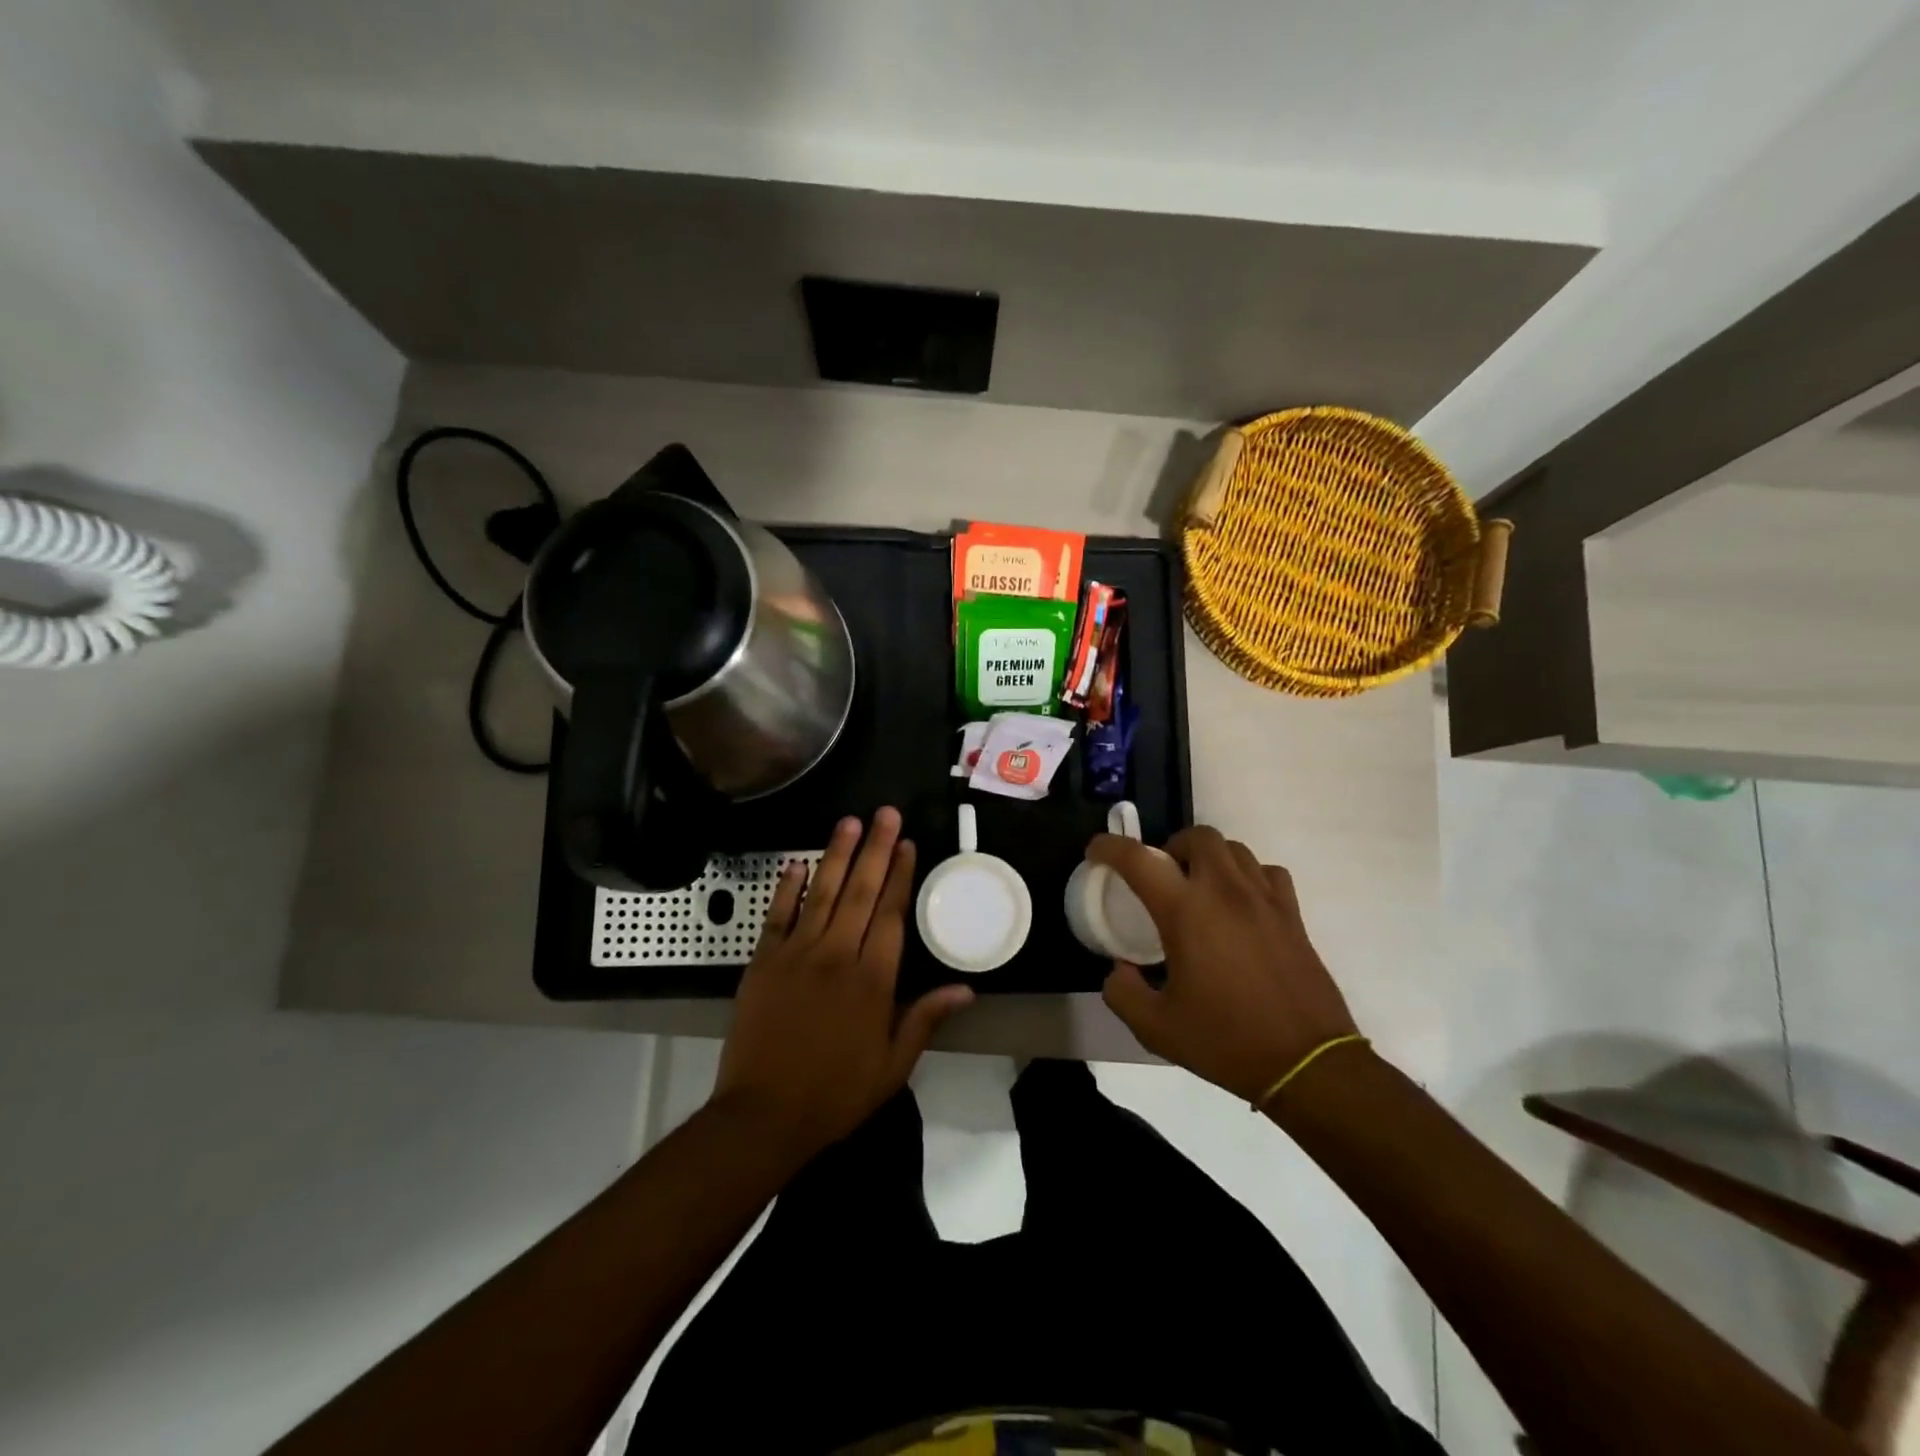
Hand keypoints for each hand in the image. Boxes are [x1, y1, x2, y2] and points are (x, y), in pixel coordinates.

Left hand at [712, 807, 973, 1155]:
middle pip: (861, 892)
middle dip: (877, 850)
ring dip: (837, 855)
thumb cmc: (835, 1093)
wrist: (763, 1116)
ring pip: (822, 893)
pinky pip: (777, 916)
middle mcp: (837, 956)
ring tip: (850, 822)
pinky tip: (797, 863)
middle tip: (886, 813)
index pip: (892, 915)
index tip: (908, 844)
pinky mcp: (763, 962)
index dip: (901, 876)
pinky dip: (786, 888)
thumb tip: (966, 988)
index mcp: (873, 980)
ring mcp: (797, 955)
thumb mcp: (892, 1065)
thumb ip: (925, 1019)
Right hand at [1088, 825, 1359, 1103]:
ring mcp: (1264, 899)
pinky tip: (1240, 902)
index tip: (1096, 851)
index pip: (1138, 859)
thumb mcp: (1156, 1028)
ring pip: (1234, 848)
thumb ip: (1123, 992)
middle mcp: (1225, 891)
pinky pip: (1267, 872)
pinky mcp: (1292, 915)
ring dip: (1209, 857)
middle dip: (1171, 847)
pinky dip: (1247, 875)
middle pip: (1197, 836)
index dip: (1109, 847)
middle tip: (1161, 877)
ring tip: (1199, 886)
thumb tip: (1119, 969)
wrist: (1307, 1064)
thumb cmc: (1226, 1041)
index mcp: (1185, 911)